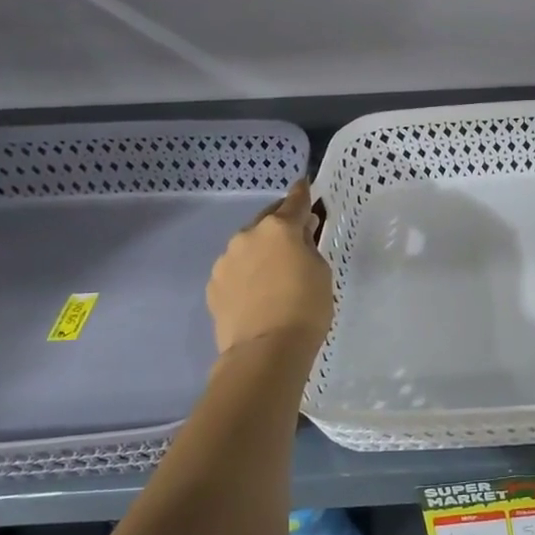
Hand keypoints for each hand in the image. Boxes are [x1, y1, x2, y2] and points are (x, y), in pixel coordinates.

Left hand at [207, 179, 333, 356]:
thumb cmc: (306, 307)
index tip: (304, 184)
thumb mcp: (321, 271)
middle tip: (296, 234)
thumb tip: (300, 234)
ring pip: (248, 246)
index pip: (295, 201)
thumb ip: (309, 246)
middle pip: (267, 220)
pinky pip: (236, 269)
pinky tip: (258, 290)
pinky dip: (248, 272)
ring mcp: (225, 261)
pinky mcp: (214, 285)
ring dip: (262, 250)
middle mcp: (248, 236)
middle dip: (281, 224)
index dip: (302, 193)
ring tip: (276, 270)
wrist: (266, 351)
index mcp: (279, 228)